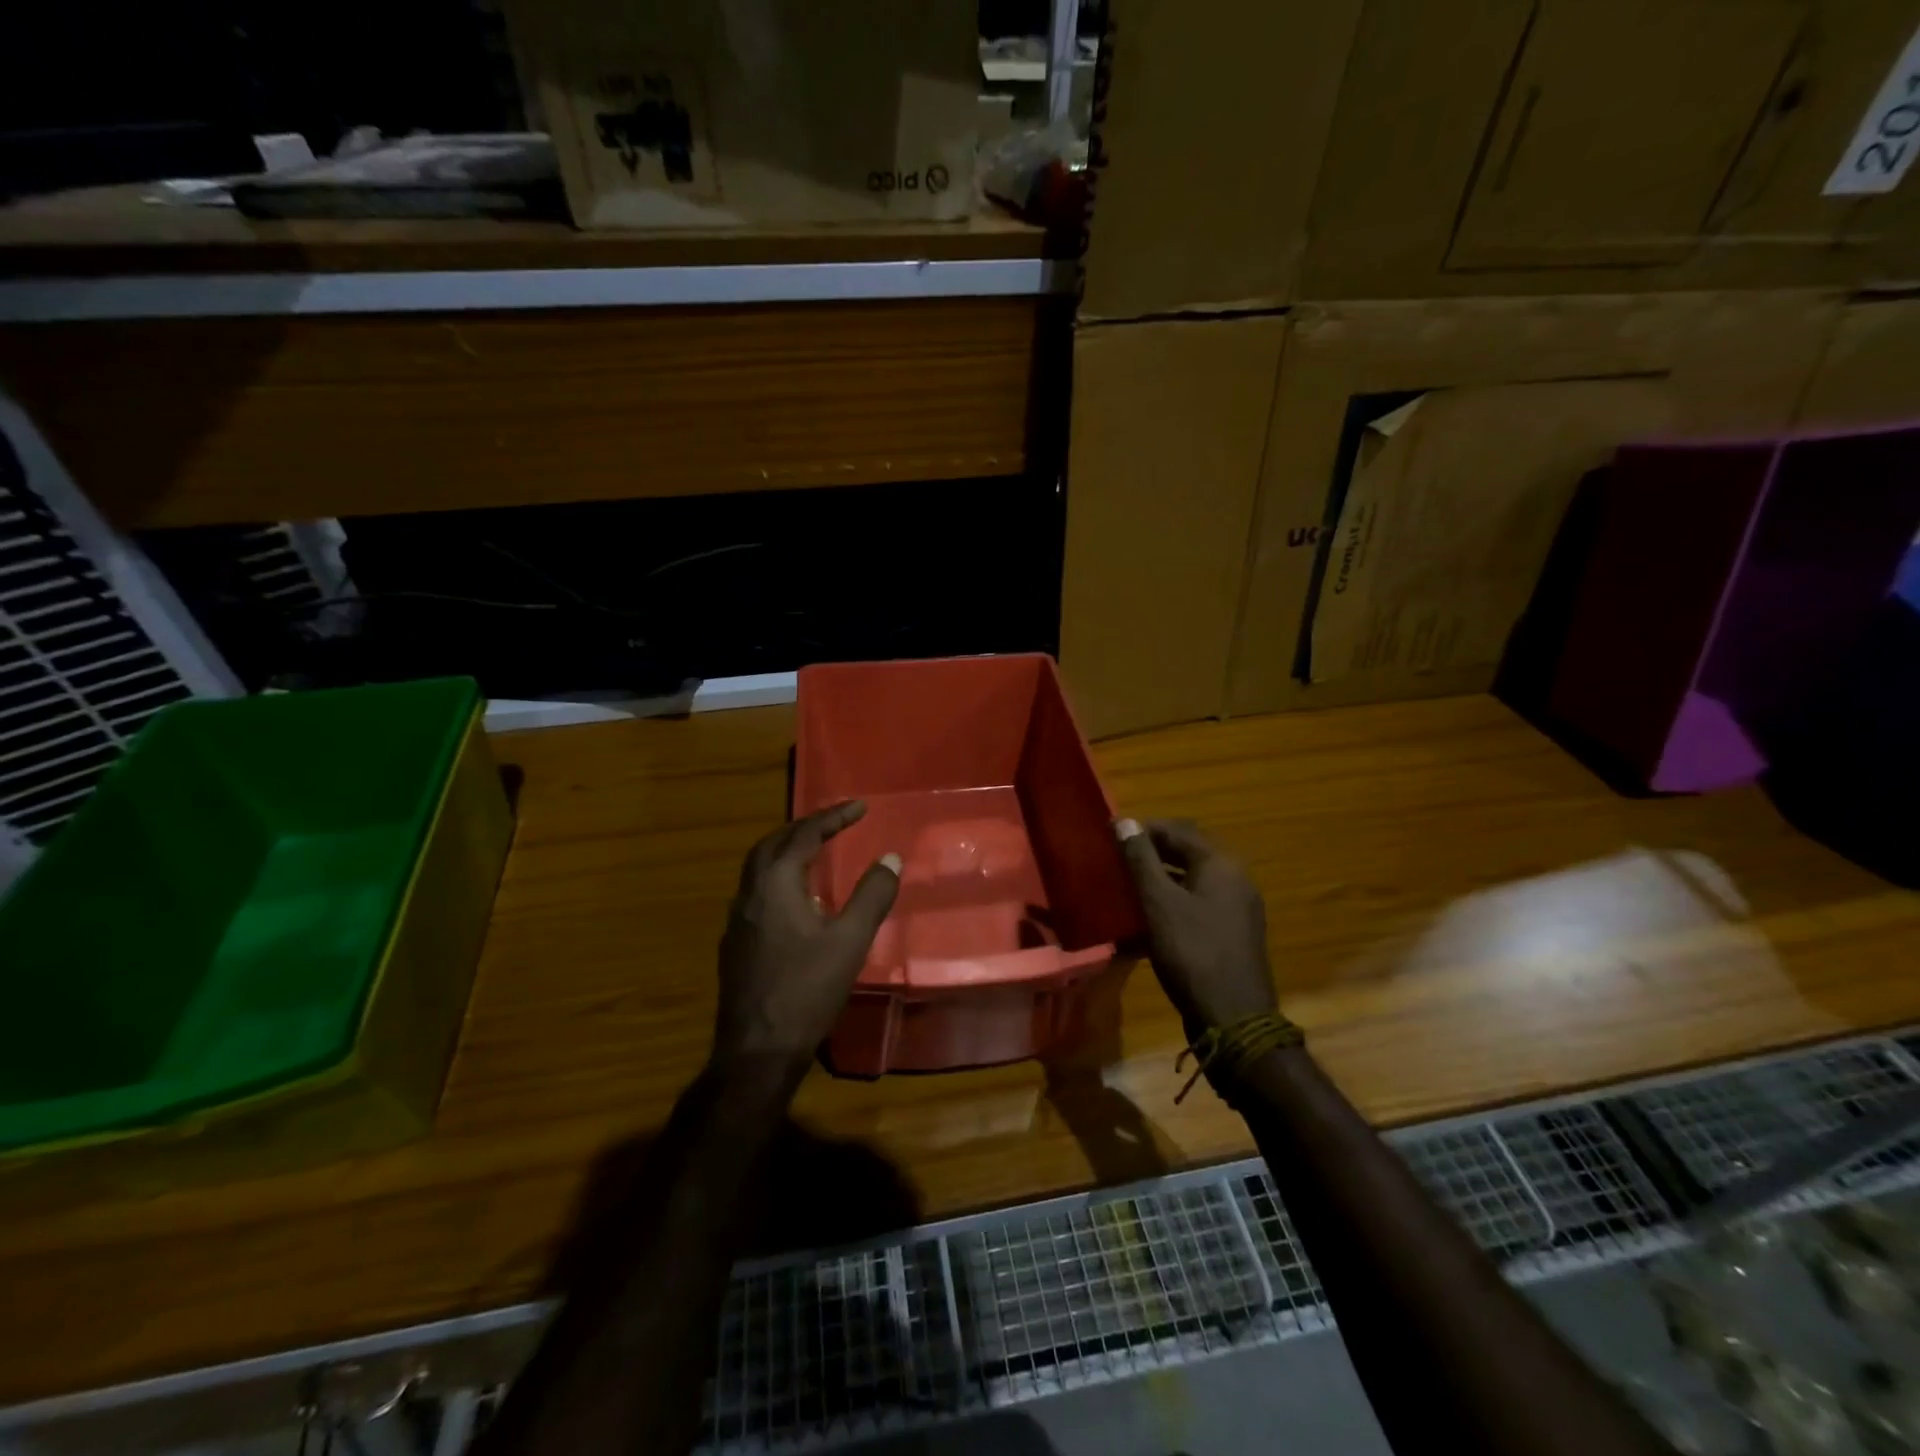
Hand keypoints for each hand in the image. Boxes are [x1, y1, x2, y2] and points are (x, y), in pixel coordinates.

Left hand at [713, 801, 900, 1084]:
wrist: (758, 1050)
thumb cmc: (807, 990)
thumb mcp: (850, 941)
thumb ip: (871, 896)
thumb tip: (889, 858)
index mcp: (776, 885)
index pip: (804, 836)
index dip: (832, 817)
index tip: (860, 806)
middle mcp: (749, 894)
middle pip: (772, 844)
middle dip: (803, 827)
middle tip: (833, 822)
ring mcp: (737, 920)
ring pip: (759, 868)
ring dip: (787, 851)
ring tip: (817, 852)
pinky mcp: (735, 943)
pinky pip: (756, 892)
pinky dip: (779, 878)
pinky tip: (797, 901)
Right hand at [1114, 818, 1275, 1031]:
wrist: (1234, 1019)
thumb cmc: (1193, 953)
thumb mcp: (1159, 903)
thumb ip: (1141, 860)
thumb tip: (1124, 821)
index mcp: (1221, 864)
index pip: (1178, 830)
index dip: (1142, 829)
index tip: (1109, 835)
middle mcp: (1234, 878)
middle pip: (1186, 853)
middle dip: (1149, 853)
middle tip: (1114, 860)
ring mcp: (1236, 907)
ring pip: (1190, 880)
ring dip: (1158, 879)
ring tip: (1124, 887)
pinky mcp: (1231, 933)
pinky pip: (1196, 905)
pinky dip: (1170, 903)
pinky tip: (1145, 919)